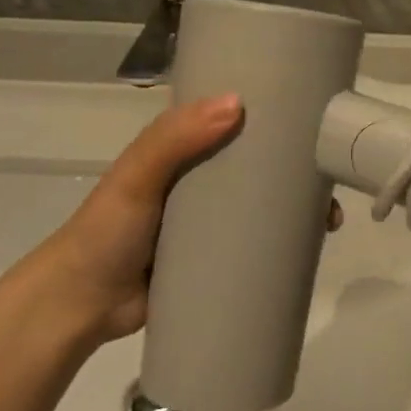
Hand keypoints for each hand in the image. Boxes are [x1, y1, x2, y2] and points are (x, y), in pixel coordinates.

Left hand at [26, 97, 346, 342]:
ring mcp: (211, 222)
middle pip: (261, 166)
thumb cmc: (107, 231)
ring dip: (299, 209)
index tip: (315, 118)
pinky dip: (284, 244)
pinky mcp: (216, 258)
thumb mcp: (136, 176)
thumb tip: (238, 104)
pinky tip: (311, 251)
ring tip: (329, 221)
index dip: (275, 118)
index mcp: (186, 150)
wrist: (79, 306)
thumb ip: (174, 139)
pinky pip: (257, 244)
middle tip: (331, 180)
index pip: (236, 122)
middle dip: (299, 169)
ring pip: (265, 206)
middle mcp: (204, 180)